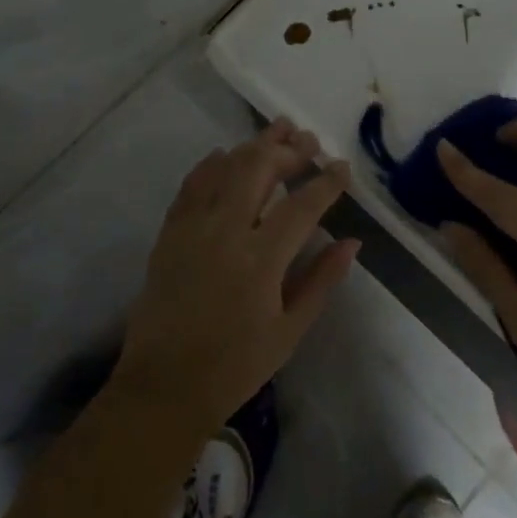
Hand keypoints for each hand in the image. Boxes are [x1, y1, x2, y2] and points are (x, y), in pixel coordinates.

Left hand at [114, 118, 357, 433]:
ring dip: (253, 146)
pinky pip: (190, 185)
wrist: (164, 386)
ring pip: (224, 168)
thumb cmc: (235, 366)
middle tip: (308, 141)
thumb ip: (321, 280)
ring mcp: (192, 228)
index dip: (326, 181)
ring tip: (277, 131)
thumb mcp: (289, 331)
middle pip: (259, 169)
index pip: (302, 205)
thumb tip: (351, 242)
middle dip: (288, 149)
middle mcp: (226, 232)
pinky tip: (224, 154)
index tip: (342, 167)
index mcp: (261, 260)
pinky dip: (210, 165)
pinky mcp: (169, 233)